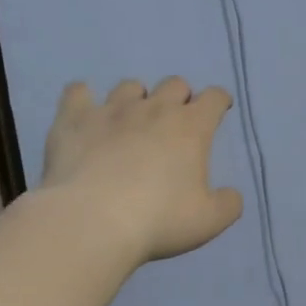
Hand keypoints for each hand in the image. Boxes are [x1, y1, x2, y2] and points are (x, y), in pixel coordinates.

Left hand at [41, 78, 243, 263]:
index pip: (214, 97)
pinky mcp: (74, 119)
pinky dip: (83, 98)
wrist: (91, 222)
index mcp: (191, 127)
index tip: (219, 110)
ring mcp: (112, 110)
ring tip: (130, 120)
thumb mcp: (209, 221)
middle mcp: (154, 108)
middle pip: (174, 83)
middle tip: (174, 122)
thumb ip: (228, 204)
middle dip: (179, 97)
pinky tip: (84, 112)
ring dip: (136, 98)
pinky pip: (77, 92)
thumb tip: (231, 195)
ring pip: (129, 86)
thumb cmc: (158, 220)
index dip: (219, 101)